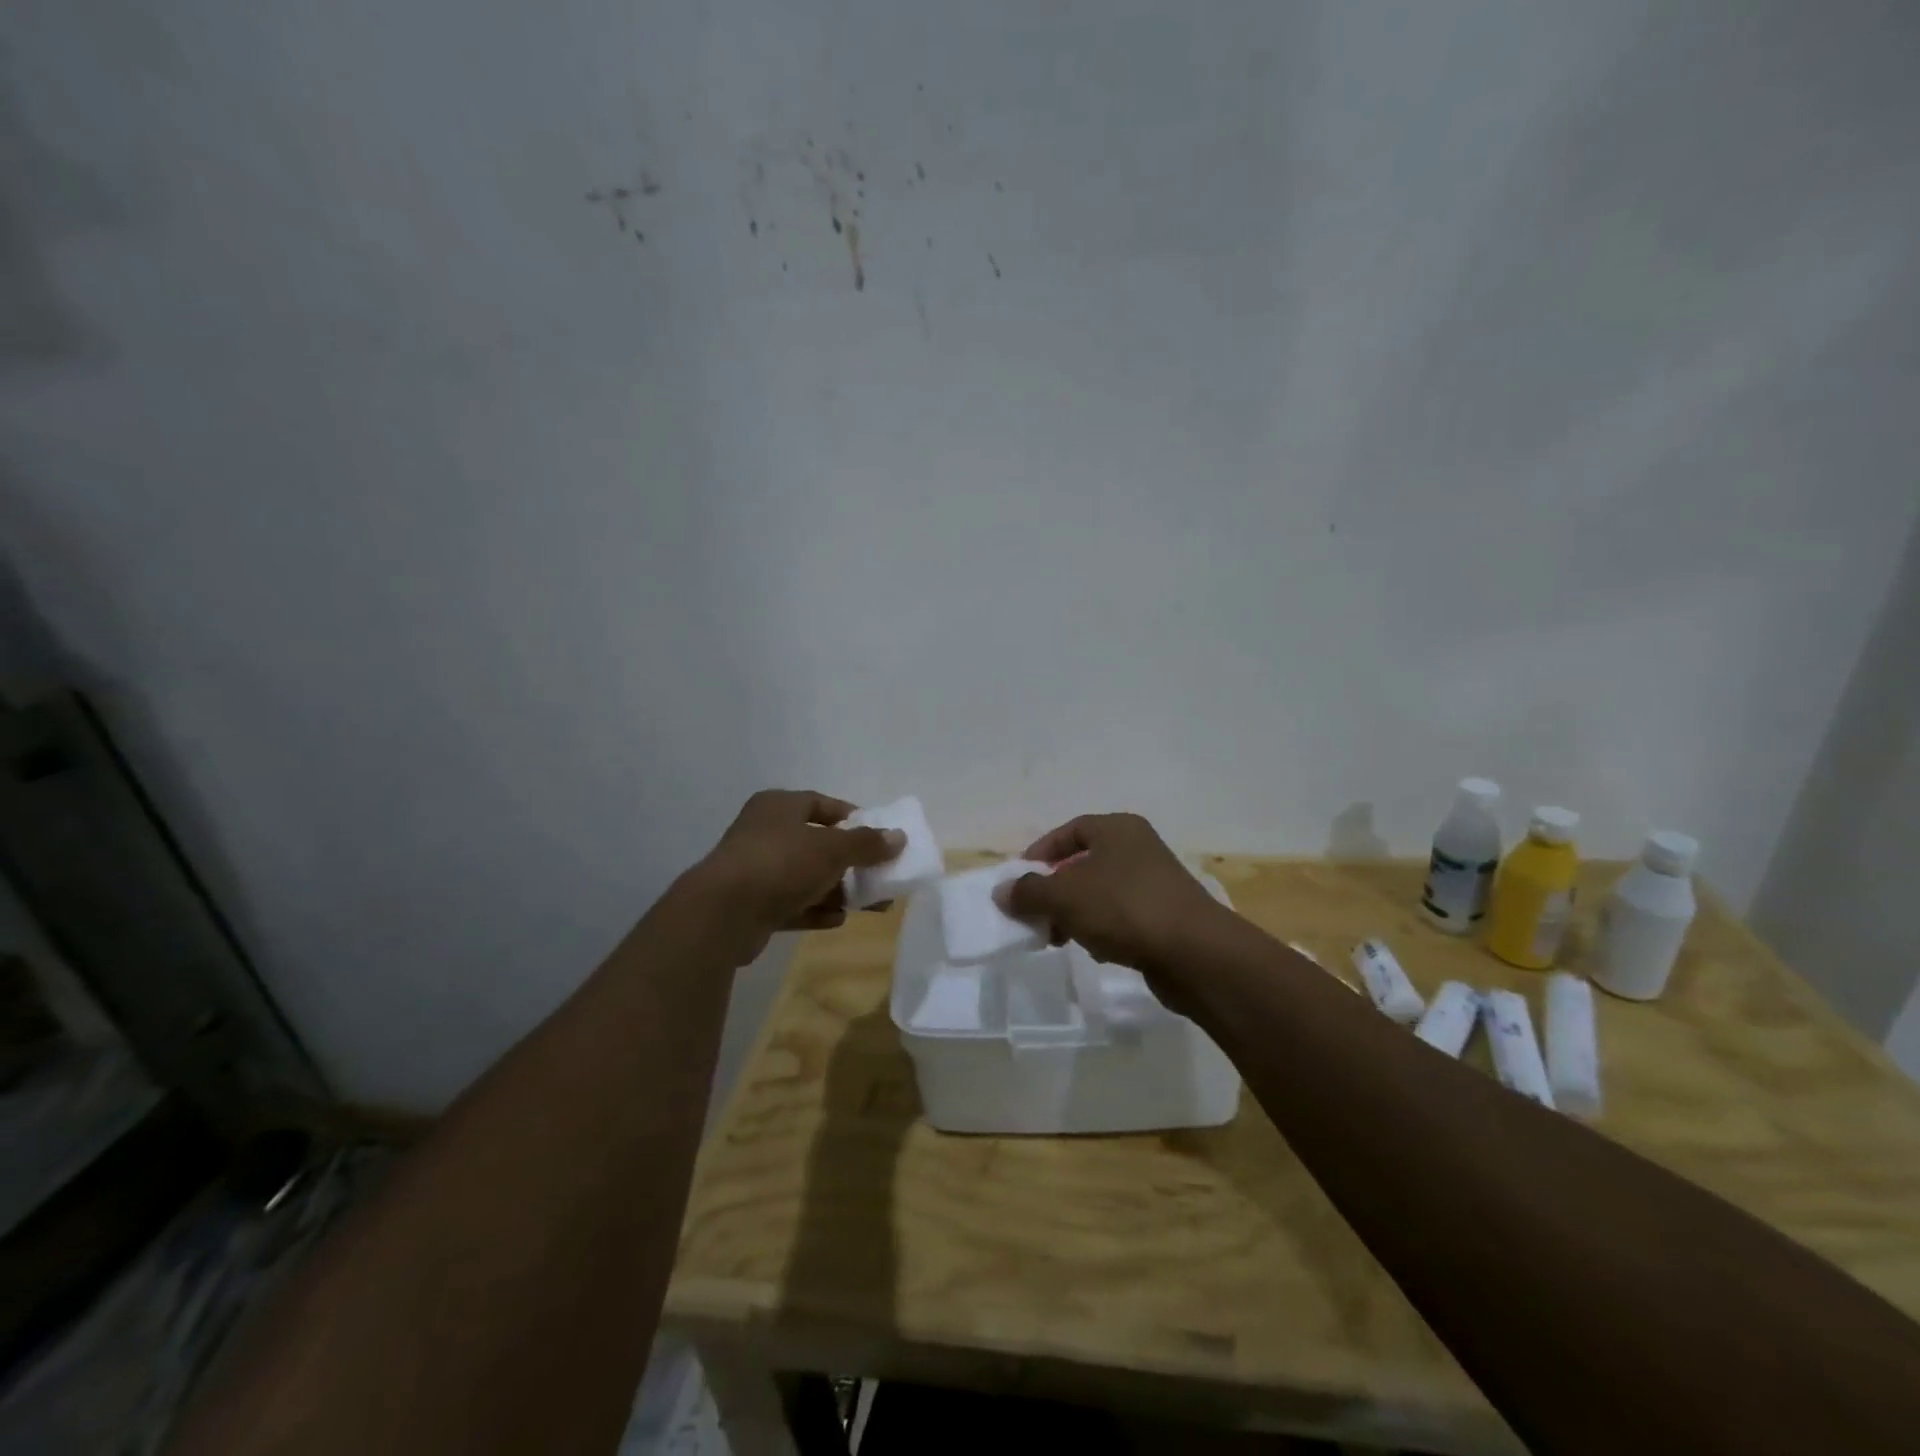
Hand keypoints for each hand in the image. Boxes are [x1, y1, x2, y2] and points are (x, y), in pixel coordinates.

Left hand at [684, 790, 902, 962]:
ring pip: (806, 877)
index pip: (822, 804)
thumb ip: (867, 844)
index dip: (852, 819)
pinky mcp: (752, 905)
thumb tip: (899, 837)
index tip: (878, 837)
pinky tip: (838, 920)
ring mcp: (756, 870)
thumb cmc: (781, 863)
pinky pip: (792, 904)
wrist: (723, 913)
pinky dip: (815, 910)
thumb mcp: (832, 849)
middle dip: (851, 862)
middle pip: (817, 844)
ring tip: (871, 905)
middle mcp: (765, 832)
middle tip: (880, 876)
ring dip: (837, 890)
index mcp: (779, 806)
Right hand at [997, 813, 1230, 983]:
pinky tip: (1095, 949)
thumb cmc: (1125, 909)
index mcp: (1118, 830)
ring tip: (1057, 938)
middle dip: (1054, 890)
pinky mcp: (1164, 917)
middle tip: (1035, 914)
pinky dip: (1101, 929)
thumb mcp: (1065, 896)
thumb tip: (1002, 891)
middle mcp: (1138, 849)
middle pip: (1083, 863)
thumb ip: (1029, 892)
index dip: (1041, 852)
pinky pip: (1120, 917)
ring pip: (1100, 893)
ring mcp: (1154, 883)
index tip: (1019, 880)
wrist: (1195, 954)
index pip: (1070, 831)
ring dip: (1074, 913)